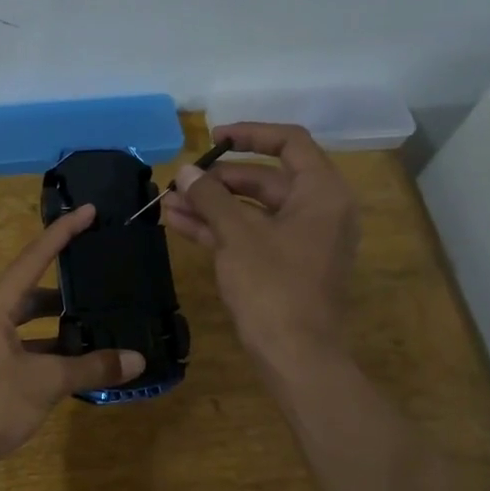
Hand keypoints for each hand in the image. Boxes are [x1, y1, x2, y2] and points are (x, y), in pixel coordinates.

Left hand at [0, 204, 144, 472]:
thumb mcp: (45, 383)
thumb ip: (91, 367)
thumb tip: (137, 359)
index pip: (34, 257)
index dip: (63, 233)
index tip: (89, 210)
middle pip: (32, 286)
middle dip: (66, 280)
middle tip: (100, 271)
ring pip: (29, 318)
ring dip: (60, 319)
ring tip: (98, 315)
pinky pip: (26, 343)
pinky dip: (51, 345)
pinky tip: (78, 355)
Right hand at [160, 122, 358, 374]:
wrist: (296, 356)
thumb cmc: (273, 287)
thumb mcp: (238, 236)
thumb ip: (211, 197)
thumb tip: (186, 172)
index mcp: (322, 193)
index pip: (289, 143)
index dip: (250, 134)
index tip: (213, 137)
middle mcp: (318, 211)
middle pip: (265, 179)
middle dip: (218, 180)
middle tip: (180, 182)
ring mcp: (302, 241)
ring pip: (253, 211)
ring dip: (211, 206)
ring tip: (167, 203)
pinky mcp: (285, 266)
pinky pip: (251, 236)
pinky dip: (219, 229)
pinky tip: (179, 224)